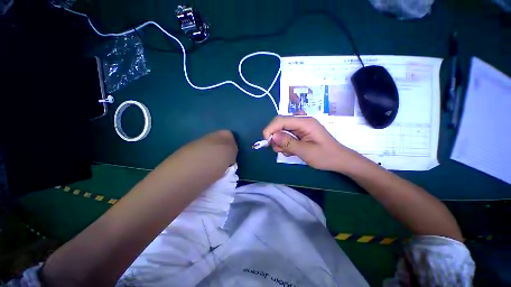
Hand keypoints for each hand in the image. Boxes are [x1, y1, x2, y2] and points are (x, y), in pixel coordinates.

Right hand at [263, 116, 361, 171]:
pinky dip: (285, 144)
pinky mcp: (300, 133)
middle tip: (278, 149)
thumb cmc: (326, 156)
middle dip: (276, 137)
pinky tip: (292, 151)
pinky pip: (287, 136)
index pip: (281, 120)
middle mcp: (302, 122)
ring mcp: (301, 127)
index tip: (266, 142)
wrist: (340, 161)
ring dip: (281, 142)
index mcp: (305, 122)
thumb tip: (272, 136)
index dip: (270, 129)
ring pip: (282, 131)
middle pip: (280, 124)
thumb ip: (288, 143)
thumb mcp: (306, 151)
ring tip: (289, 152)